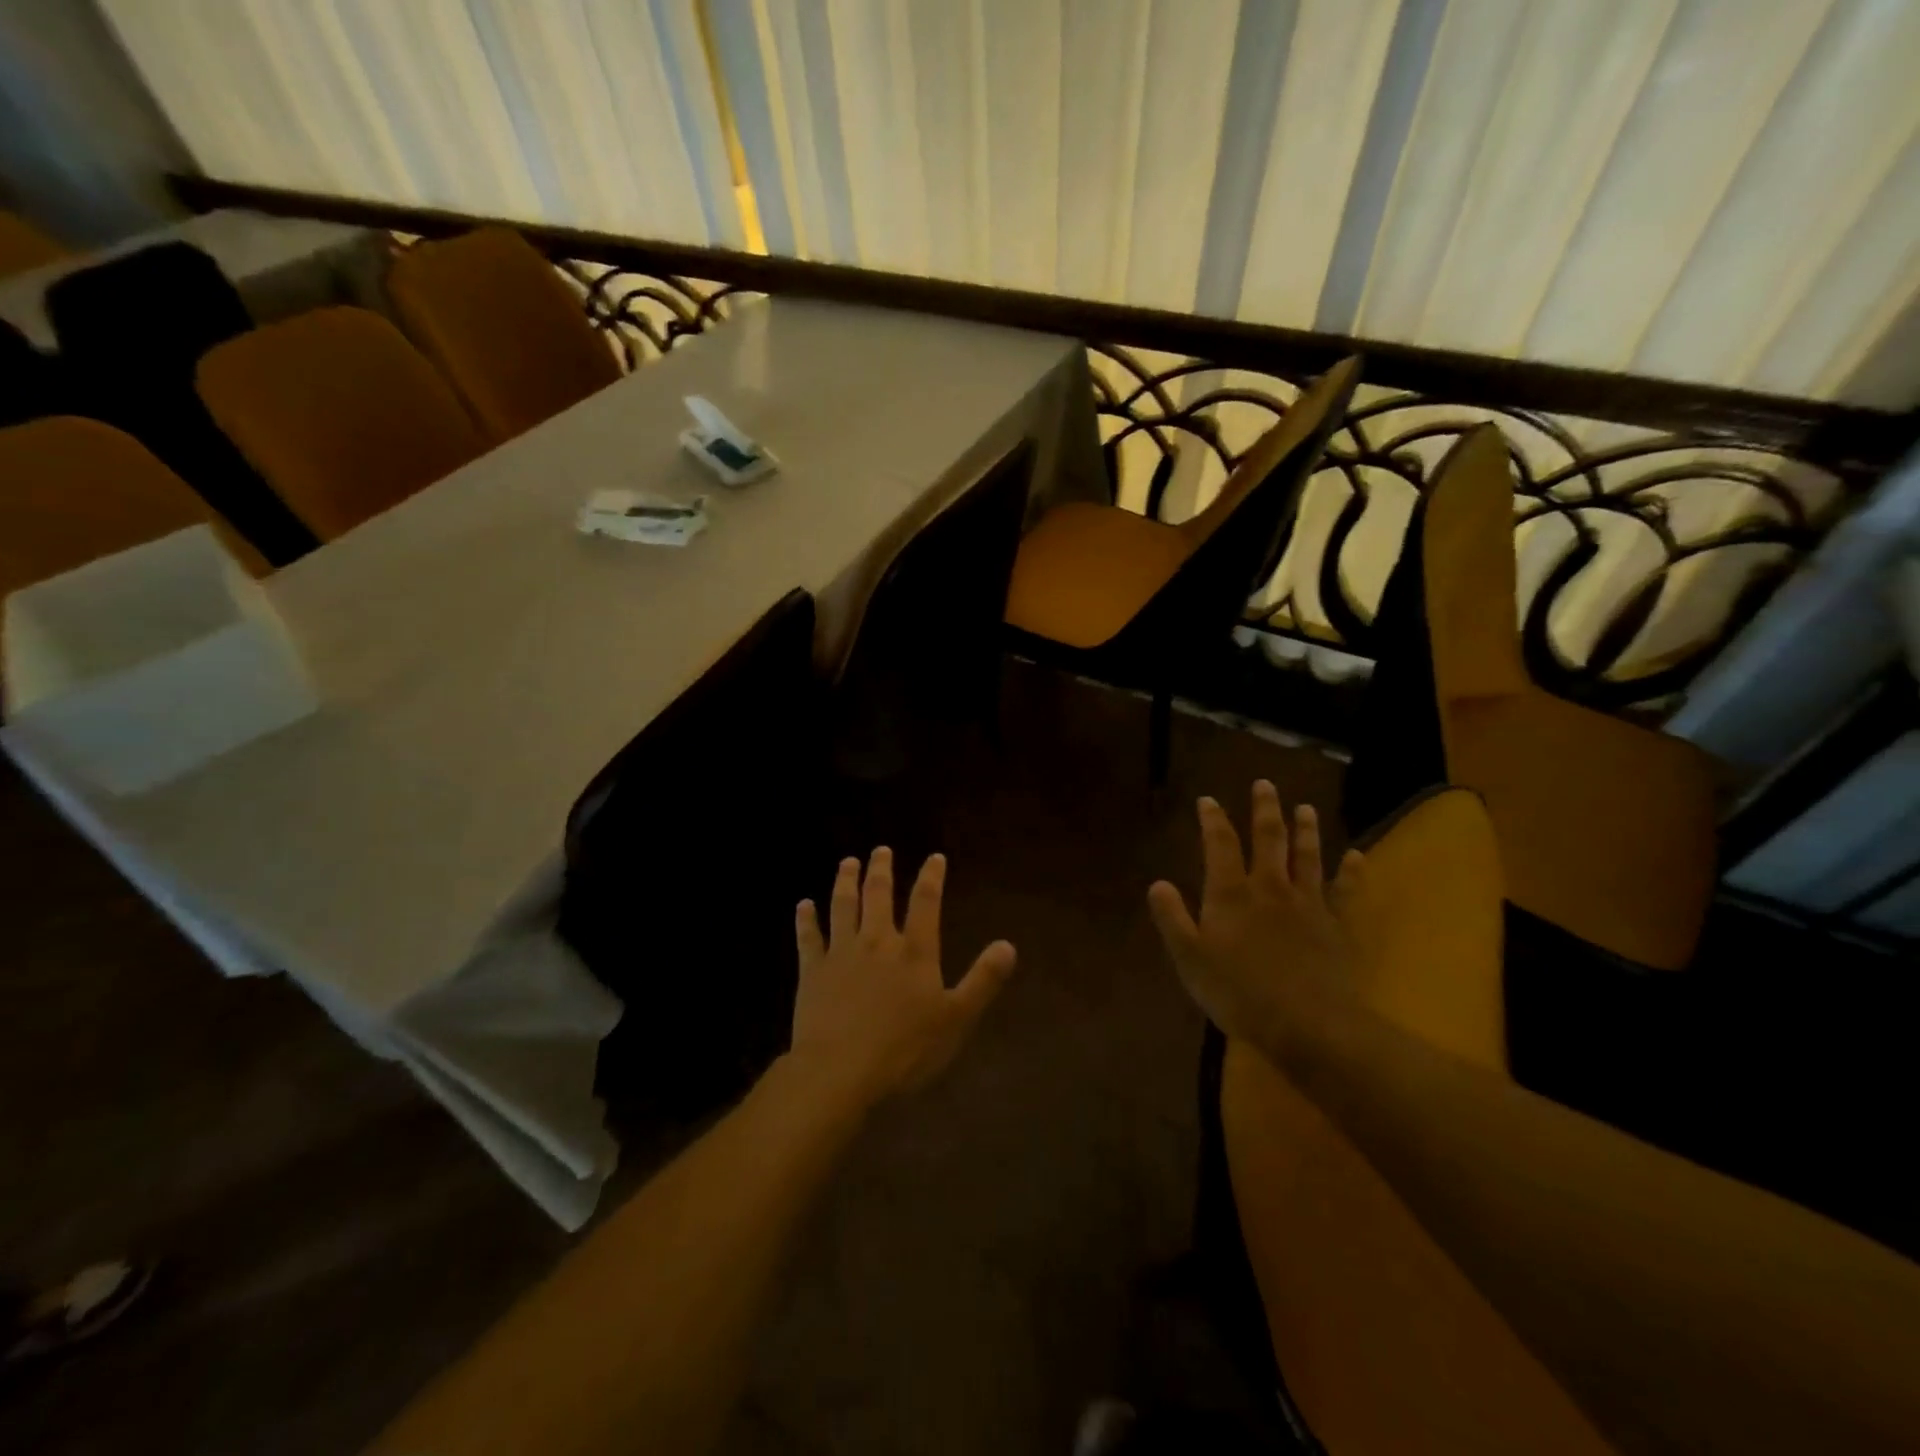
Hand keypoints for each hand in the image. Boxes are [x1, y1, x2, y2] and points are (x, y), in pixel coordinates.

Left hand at [790, 848, 1016, 1108]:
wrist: (839, 1070)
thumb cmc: (904, 1049)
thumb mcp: (956, 1019)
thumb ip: (982, 980)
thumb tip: (1008, 945)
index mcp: (913, 951)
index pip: (925, 903)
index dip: (931, 877)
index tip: (934, 857)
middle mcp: (876, 941)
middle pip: (878, 895)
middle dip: (881, 869)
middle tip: (881, 849)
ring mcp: (841, 953)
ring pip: (843, 907)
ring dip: (845, 882)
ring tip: (847, 862)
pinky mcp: (813, 971)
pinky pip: (808, 938)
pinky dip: (806, 919)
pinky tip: (803, 905)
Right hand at [1147, 782, 1368, 1057]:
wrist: (1308, 1025)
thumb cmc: (1239, 993)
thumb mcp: (1190, 959)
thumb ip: (1172, 918)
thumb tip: (1157, 883)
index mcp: (1231, 894)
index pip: (1220, 845)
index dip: (1213, 820)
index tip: (1208, 800)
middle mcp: (1270, 888)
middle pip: (1269, 839)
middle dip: (1264, 810)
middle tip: (1265, 784)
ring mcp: (1308, 905)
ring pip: (1307, 857)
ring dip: (1305, 830)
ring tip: (1304, 807)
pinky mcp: (1337, 926)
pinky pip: (1345, 891)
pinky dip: (1351, 872)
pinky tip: (1356, 856)